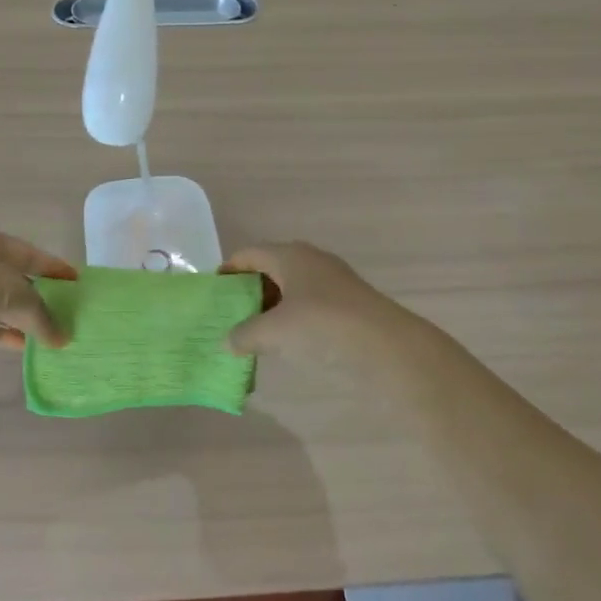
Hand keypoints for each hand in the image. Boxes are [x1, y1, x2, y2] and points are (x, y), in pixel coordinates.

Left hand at [0, 225, 77, 351]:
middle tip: (65, 317)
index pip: (30, 254)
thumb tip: (63, 338)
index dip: (55, 269)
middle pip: (13, 280)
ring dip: (20, 321)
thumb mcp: (12, 293)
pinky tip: (21, 347)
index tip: (78, 284)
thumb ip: (41, 316)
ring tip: (48, 339)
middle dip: (38, 300)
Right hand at [221, 242, 418, 372]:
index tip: (212, 295)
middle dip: (247, 292)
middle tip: (228, 317)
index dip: (227, 271)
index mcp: (289, 255)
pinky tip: (284, 343)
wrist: (388, 346)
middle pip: (269, 269)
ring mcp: (332, 282)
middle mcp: (310, 260)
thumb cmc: (323, 326)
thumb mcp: (274, 332)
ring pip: (290, 289)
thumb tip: (227, 341)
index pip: (248, 254)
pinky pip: (307, 305)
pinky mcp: (347, 304)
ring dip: (269, 308)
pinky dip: (290, 319)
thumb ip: (245, 334)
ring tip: (252, 334)